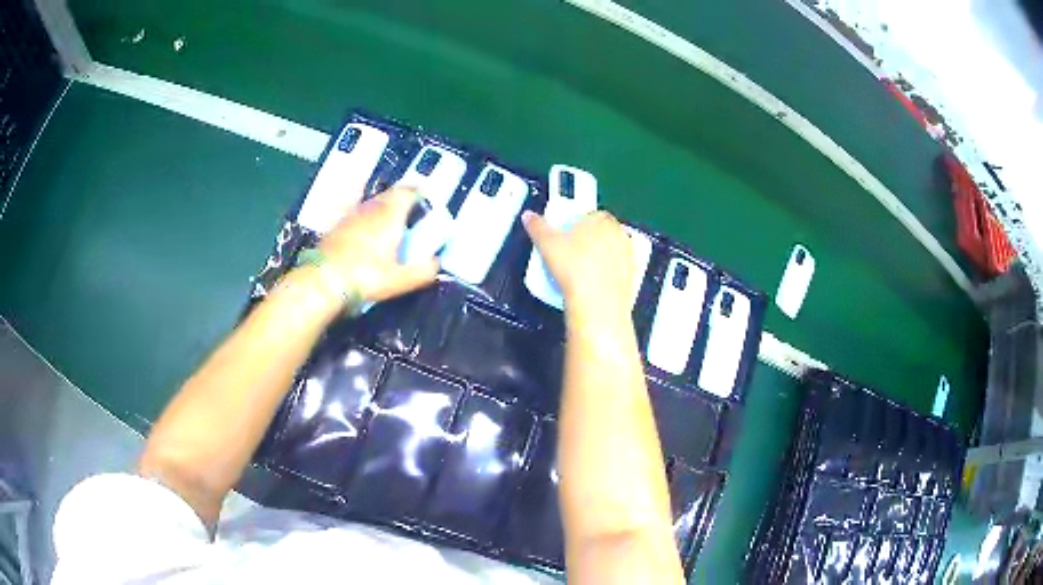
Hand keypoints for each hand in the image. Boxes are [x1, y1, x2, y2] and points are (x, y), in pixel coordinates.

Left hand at [317, 188, 438, 302]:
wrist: (322, 281)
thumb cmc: (364, 277)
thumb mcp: (399, 281)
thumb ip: (422, 272)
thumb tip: (437, 265)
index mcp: (389, 216)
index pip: (408, 192)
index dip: (419, 194)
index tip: (427, 201)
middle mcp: (370, 209)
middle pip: (390, 195)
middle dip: (402, 201)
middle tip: (411, 215)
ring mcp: (350, 216)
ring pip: (372, 204)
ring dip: (383, 210)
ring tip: (391, 225)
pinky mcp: (336, 227)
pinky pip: (357, 215)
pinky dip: (366, 220)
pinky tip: (366, 235)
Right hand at [522, 209, 635, 317]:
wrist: (597, 302)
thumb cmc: (573, 267)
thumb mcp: (547, 244)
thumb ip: (537, 226)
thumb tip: (528, 216)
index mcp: (601, 219)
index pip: (588, 214)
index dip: (575, 225)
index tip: (564, 237)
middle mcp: (619, 232)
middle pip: (601, 232)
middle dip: (588, 239)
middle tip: (570, 254)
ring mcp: (629, 254)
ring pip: (610, 251)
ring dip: (598, 256)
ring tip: (580, 271)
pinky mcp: (632, 275)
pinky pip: (616, 269)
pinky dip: (606, 273)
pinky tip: (592, 284)